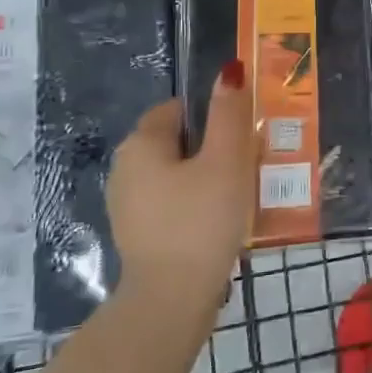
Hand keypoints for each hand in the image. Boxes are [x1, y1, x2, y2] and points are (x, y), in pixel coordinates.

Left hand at [105, 60, 252, 318]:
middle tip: (247, 164)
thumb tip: (229, 71)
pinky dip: (193, 205)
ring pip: (175, 175)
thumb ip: (229, 114)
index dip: (211, 117)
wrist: (171, 301)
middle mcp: (124, 169)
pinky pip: (171, 203)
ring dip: (205, 178)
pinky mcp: (137, 234)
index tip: (241, 136)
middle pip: (177, 142)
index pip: (177, 110)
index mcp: (140, 144)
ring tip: (239, 195)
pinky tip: (218, 223)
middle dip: (211, 148)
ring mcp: (127, 205)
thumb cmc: (200, 221)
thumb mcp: (224, 162)